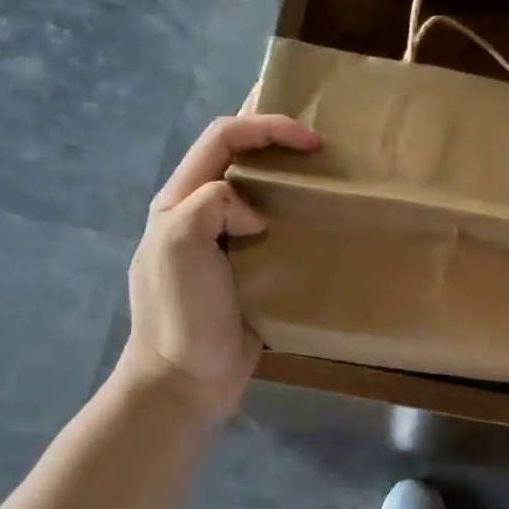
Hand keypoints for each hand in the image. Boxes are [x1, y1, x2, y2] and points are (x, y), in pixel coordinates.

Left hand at [120, 112, 320, 422]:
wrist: (186, 381)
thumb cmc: (179, 311)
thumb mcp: (179, 244)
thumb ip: (213, 204)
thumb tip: (256, 215)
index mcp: (180, 200)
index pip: (223, 139)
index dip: (266, 127)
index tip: (311, 140)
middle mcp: (202, 213)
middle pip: (240, 157)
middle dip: (276, 136)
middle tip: (321, 135)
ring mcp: (227, 243)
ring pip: (260, 192)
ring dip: (291, 176)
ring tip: (329, 171)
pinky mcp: (250, 270)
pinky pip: (275, 231)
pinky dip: (297, 217)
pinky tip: (323, 220)